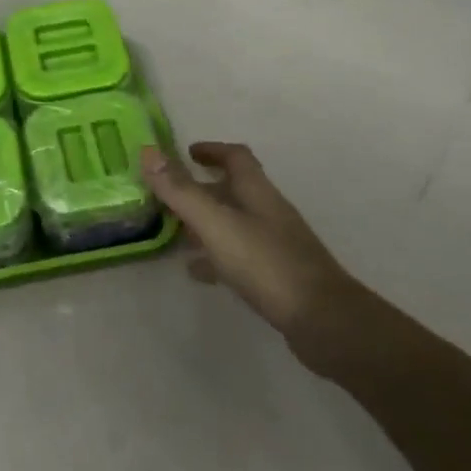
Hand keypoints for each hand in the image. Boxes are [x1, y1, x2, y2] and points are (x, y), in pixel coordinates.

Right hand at [141, 142, 358, 369]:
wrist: (322, 321)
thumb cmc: (267, 264)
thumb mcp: (216, 224)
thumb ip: (181, 191)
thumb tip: (148, 152)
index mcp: (257, 192)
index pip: (236, 157)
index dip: (212, 150)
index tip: (186, 152)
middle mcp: (268, 212)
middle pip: (233, 190)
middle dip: (201, 188)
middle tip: (168, 195)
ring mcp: (274, 245)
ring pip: (234, 224)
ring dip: (205, 223)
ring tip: (173, 232)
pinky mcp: (275, 276)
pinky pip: (238, 257)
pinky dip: (215, 258)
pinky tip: (197, 271)